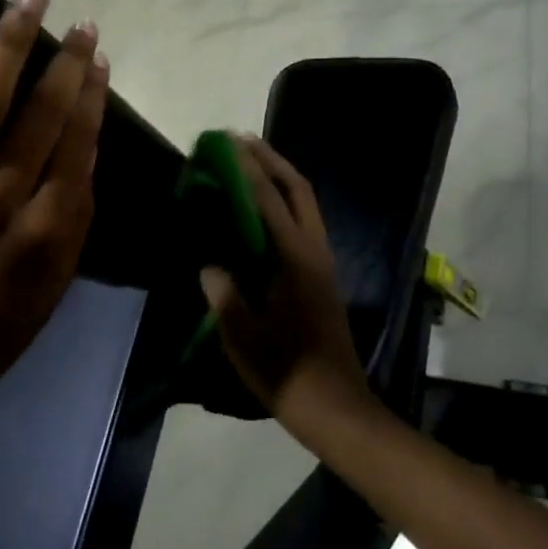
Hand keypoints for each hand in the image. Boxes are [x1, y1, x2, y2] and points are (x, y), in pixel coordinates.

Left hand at [0, 0, 108, 435]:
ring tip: (27, 2)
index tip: (97, 56)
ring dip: (7, 51)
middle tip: (79, 19)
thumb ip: (71, 220)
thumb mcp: (54, 287)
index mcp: (45, 224)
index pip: (76, 143)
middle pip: (40, 115)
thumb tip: (80, 155)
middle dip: (64, 62)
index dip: (90, 95)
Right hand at [201, 135, 369, 426]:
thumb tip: (210, 266)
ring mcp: (322, 263)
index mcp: (296, 261)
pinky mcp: (321, 276)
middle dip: (271, 160)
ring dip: (280, 177)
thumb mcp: (246, 340)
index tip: (225, 146)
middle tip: (240, 140)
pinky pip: (303, 222)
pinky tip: (262, 209)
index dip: (246, 170)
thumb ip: (226, 298)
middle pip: (298, 189)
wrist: (337, 408)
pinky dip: (283, 202)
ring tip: (250, 162)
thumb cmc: (289, 374)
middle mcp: (314, 252)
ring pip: (305, 203)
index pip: (268, 202)